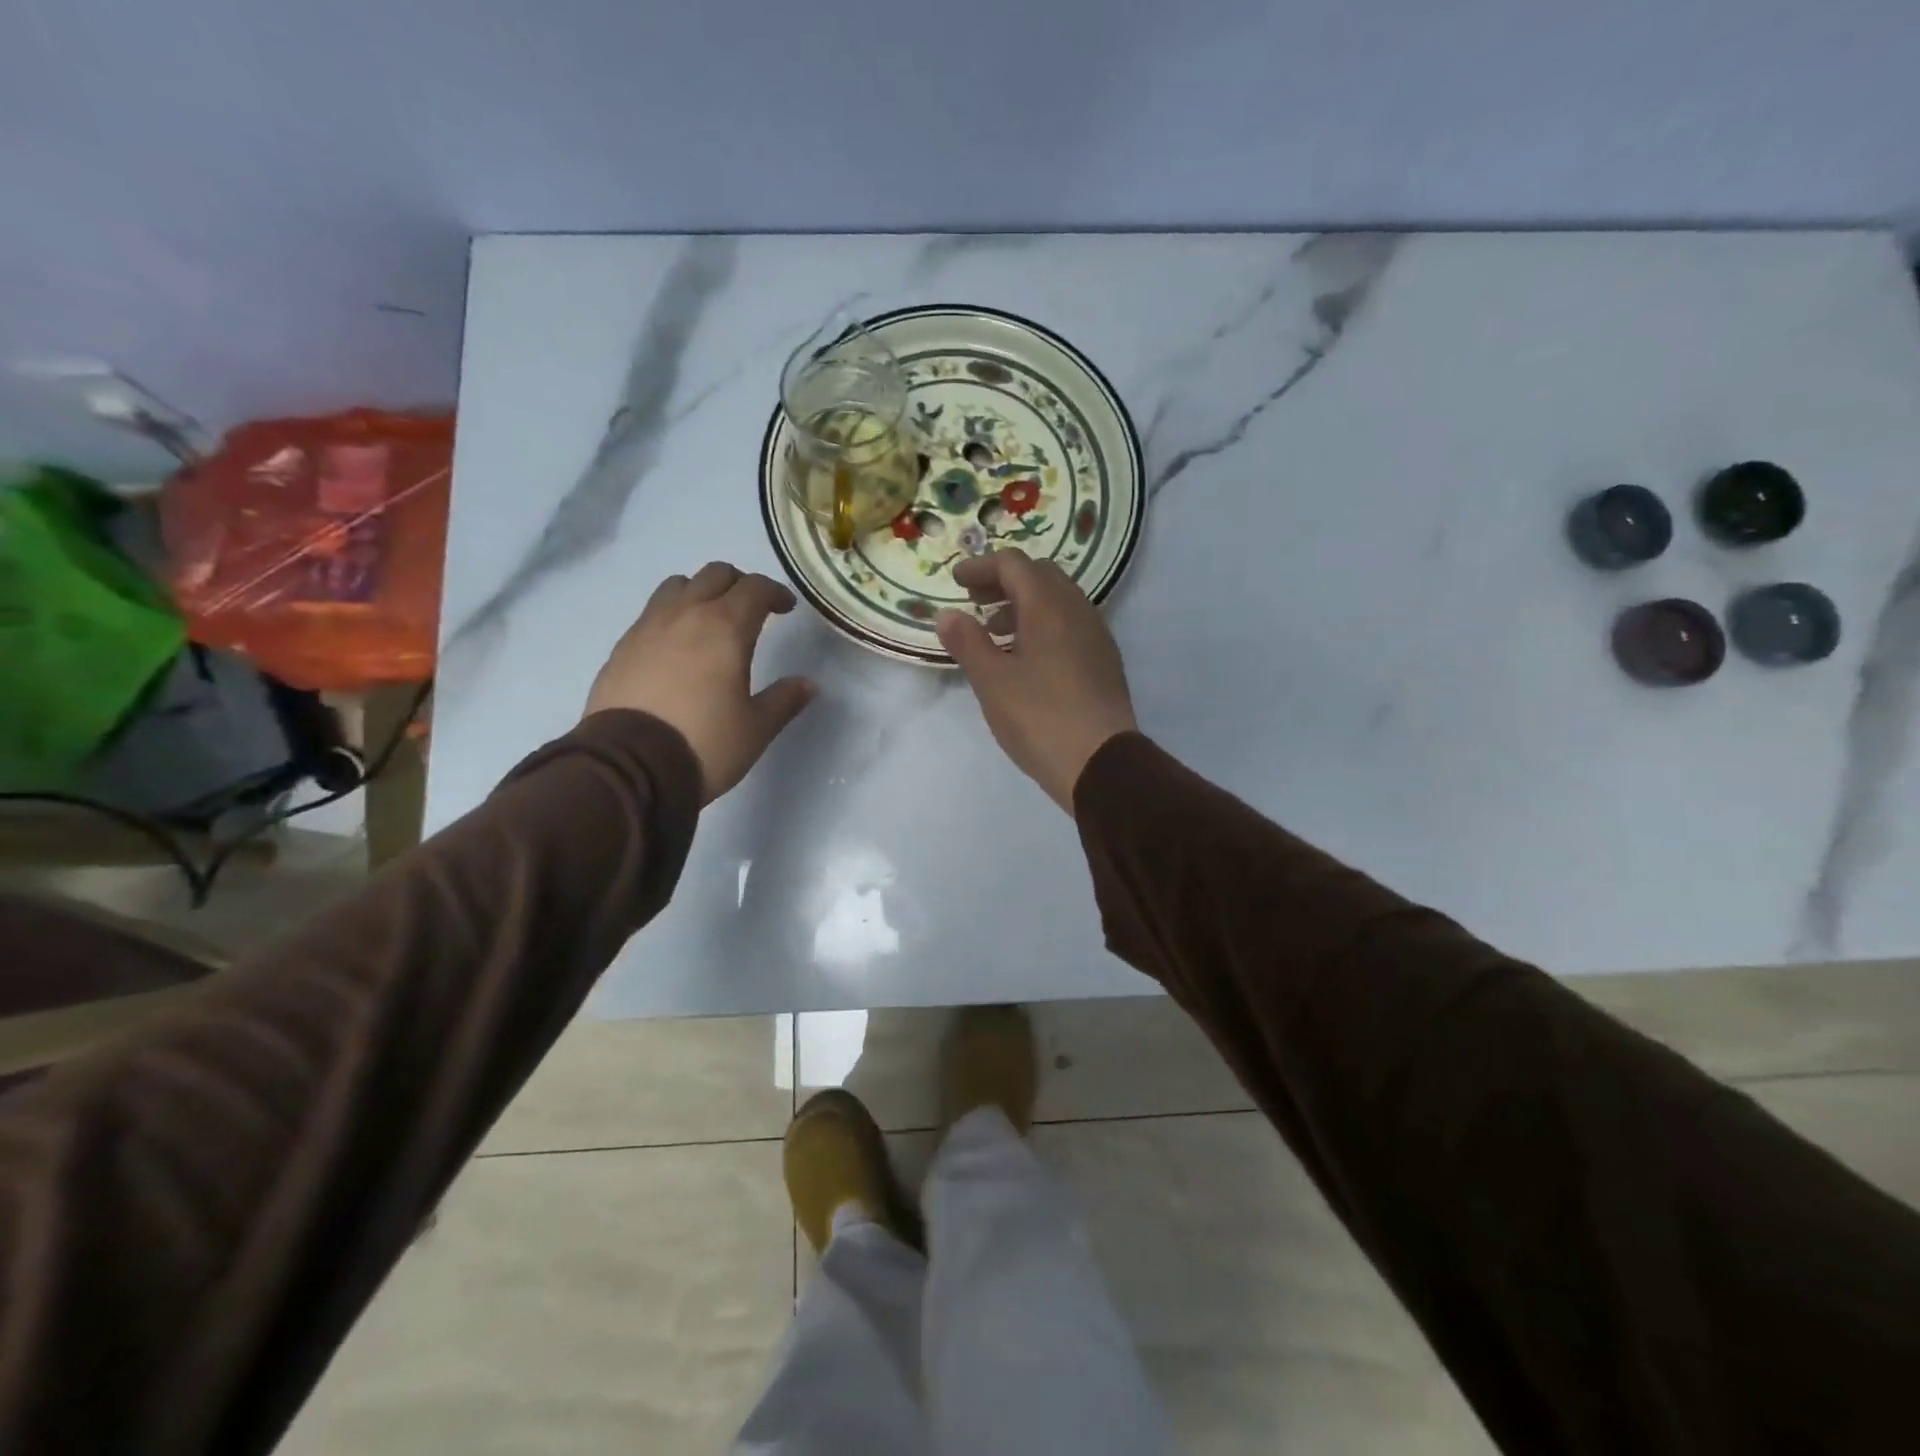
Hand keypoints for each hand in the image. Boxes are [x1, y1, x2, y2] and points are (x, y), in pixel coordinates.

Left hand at [584, 562, 815, 804]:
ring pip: (677, 586)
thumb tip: (808, 684)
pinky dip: (671, 616)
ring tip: (709, 621)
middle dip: (739, 585)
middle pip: (715, 575)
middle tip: (752, 610)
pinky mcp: (622, 647)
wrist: (629, 766)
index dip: (775, 592)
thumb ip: (784, 700)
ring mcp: (647, 627)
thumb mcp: (756, 728)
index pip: (755, 588)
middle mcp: (686, 614)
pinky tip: (676, 648)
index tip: (786, 608)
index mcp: (725, 627)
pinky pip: (651, 613)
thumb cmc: (704, 744)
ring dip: (700, 592)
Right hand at [935, 549, 1137, 811]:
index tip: (956, 582)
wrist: (1101, 763)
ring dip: (1024, 605)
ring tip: (995, 634)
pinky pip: (1070, 625)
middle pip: (1040, 576)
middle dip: (1004, 582)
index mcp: (1048, 607)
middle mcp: (1078, 610)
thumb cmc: (1040, 718)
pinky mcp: (1104, 661)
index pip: (1013, 564)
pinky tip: (1026, 659)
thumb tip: (948, 615)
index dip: (981, 567)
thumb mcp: (992, 681)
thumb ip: (968, 643)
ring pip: (1058, 601)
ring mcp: (1096, 635)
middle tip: (976, 603)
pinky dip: (1043, 625)